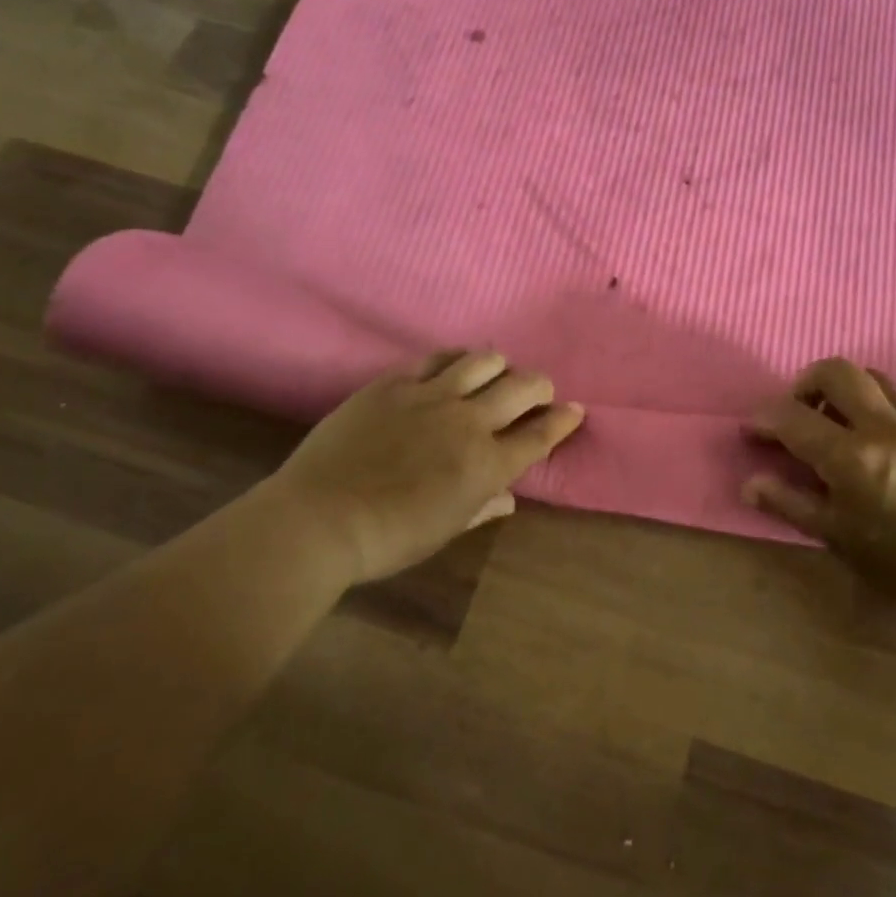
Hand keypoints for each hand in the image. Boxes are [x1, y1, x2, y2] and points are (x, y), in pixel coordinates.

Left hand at [277, 351, 583, 584]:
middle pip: (522, 387)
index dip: (563, 420)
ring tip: (496, 372)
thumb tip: (508, 499)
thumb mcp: (444, 531)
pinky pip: (435, 357)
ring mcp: (431, 396)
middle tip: (538, 390)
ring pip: (483, 360)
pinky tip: (454, 364)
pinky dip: (454, 358)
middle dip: (540, 386)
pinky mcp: (395, 383)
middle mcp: (469, 421)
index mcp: (487, 465)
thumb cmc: (388, 539)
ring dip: (499, 366)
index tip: (575, 410)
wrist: (321, 519)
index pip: (540, 435)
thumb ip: (482, 508)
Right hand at [743, 358, 895, 613]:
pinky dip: (891, 400)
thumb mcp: (838, 538)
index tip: (755, 429)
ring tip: (850, 420)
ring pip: (877, 377)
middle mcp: (886, 427)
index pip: (792, 417)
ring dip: (852, 391)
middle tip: (805, 409)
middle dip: (808, 382)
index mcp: (851, 458)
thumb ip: (790, 503)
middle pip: (837, 371)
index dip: (764, 418)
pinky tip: (892, 426)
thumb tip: (749, 482)